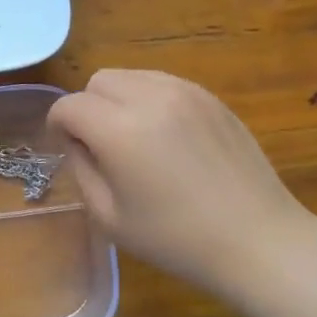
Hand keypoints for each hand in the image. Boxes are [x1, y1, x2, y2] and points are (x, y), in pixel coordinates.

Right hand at [47, 70, 314, 298]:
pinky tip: (166, 138)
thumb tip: (77, 142)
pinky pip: (163, 84)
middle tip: (101, 146)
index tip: (68, 150)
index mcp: (120, 130)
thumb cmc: (175, 239)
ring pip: (131, 76)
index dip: (58, 127)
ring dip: (119, 100)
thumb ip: (81, 169)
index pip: (69, 106)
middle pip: (98, 81)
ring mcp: (186, 92)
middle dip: (88, 107)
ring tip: (135, 139)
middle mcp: (151, 98)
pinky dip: (151, 101)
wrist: (257, 240)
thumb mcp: (108, 216)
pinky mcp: (211, 98)